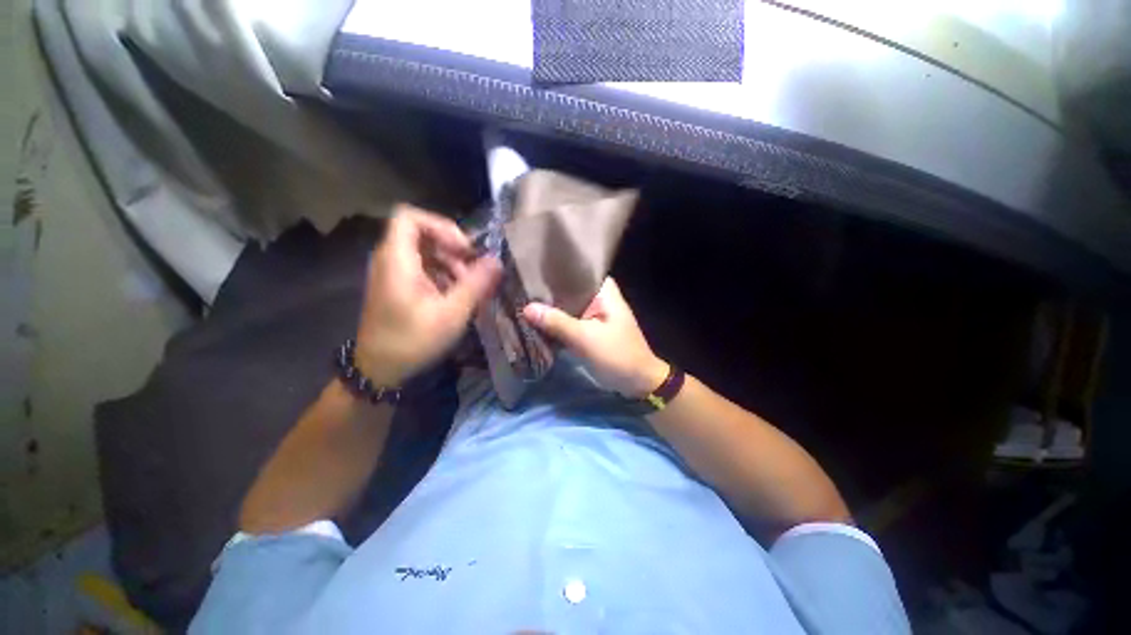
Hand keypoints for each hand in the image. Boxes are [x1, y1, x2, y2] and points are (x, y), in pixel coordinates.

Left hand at [356, 206, 501, 385]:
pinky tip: (456, 296)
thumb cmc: (413, 341)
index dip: (442, 226)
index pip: (410, 216)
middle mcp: (390, 260)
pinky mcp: (397, 286)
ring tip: (469, 288)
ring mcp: (392, 273)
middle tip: (473, 272)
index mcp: (397, 260)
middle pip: (423, 234)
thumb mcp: (451, 313)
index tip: (465, 250)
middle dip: (453, 249)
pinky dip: (443, 275)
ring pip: (425, 252)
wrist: (379, 370)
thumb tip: (497, 261)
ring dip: (451, 264)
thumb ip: (476, 284)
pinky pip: (423, 268)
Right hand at [523, 277, 667, 397]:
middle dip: (547, 289)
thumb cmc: (617, 355)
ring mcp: (593, 313)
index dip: (554, 269)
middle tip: (519, 284)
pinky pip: (568, 319)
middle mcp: (598, 296)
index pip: (577, 269)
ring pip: (567, 304)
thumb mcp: (585, 338)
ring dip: (550, 306)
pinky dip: (555, 320)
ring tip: (521, 298)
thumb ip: (557, 322)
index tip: (530, 267)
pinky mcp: (588, 328)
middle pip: (569, 287)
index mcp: (603, 291)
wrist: (637, 382)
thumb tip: (526, 308)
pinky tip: (535, 318)